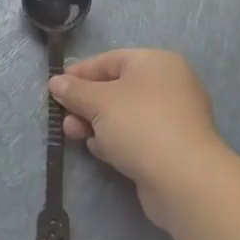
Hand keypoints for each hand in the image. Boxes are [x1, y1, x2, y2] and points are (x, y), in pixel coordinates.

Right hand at [49, 49, 235, 224]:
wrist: (184, 179)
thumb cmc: (139, 125)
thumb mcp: (98, 101)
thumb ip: (74, 90)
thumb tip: (56, 82)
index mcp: (156, 62)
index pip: (109, 60)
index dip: (79, 73)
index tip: (55, 87)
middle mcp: (169, 85)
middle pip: (116, 88)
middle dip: (86, 103)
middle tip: (64, 118)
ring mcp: (173, 118)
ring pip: (124, 115)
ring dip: (97, 124)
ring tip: (75, 136)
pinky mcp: (172, 147)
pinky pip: (137, 136)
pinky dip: (117, 141)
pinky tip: (102, 152)